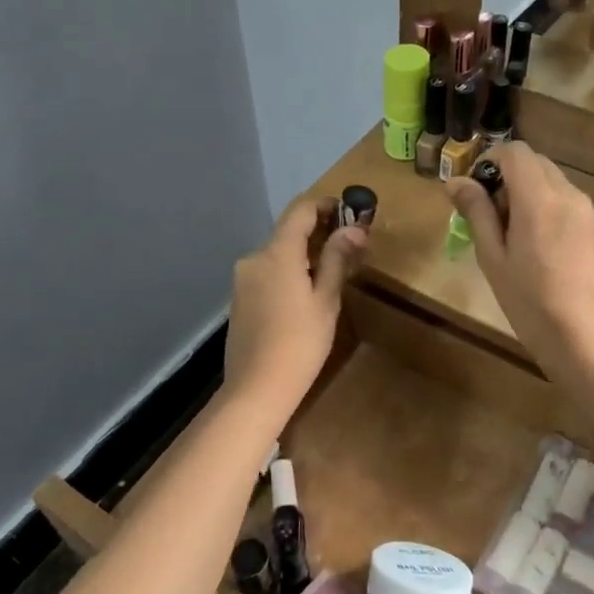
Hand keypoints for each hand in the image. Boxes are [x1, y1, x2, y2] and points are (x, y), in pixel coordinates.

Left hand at [223, 198, 366, 410]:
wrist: (256, 388)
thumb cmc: (300, 343)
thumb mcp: (326, 300)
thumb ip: (337, 259)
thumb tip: (354, 228)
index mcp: (277, 253)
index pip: (300, 210)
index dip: (325, 204)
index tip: (348, 211)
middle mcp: (254, 258)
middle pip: (288, 232)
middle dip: (318, 232)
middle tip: (348, 246)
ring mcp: (243, 279)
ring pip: (277, 254)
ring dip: (302, 254)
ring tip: (330, 272)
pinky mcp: (239, 298)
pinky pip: (267, 273)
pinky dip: (287, 271)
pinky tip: (304, 294)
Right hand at [445, 143, 593, 377]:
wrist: (584, 338)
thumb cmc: (529, 301)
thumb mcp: (493, 258)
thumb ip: (477, 212)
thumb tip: (457, 181)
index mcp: (538, 199)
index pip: (516, 152)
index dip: (492, 159)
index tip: (478, 188)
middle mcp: (569, 196)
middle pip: (537, 163)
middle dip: (511, 176)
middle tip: (493, 215)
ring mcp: (590, 213)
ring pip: (556, 183)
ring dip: (532, 193)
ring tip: (519, 236)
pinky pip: (572, 205)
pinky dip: (552, 210)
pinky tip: (545, 251)